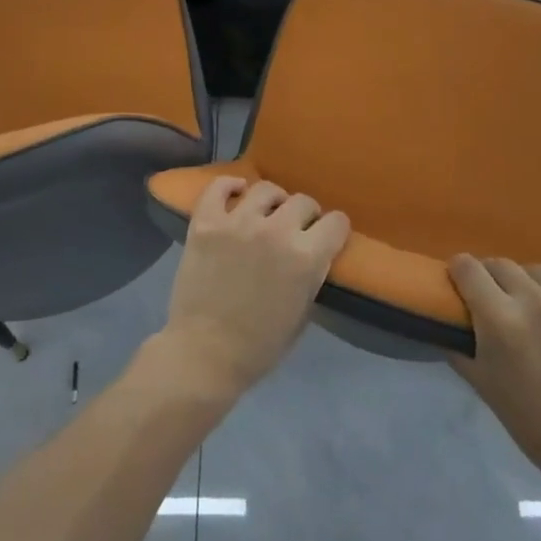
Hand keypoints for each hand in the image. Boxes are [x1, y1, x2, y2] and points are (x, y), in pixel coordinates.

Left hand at [157, 176, 350, 399]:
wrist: (204, 354)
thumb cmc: (259, 346)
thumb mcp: (303, 312)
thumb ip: (312, 274)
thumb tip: (315, 252)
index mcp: (306, 257)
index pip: (336, 222)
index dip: (334, 229)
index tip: (328, 235)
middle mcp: (275, 231)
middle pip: (303, 201)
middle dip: (305, 214)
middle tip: (296, 228)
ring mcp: (237, 223)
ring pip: (265, 189)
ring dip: (272, 201)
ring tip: (266, 213)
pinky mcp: (206, 223)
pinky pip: (219, 187)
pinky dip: (230, 186)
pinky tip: (236, 193)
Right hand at [447, 256, 540, 500]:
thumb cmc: (533, 422)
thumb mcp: (482, 383)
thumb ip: (459, 342)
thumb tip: (447, 316)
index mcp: (501, 319)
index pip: (468, 268)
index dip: (460, 271)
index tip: (462, 280)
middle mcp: (538, 300)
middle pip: (502, 265)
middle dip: (494, 279)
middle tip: (500, 301)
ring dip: (533, 286)